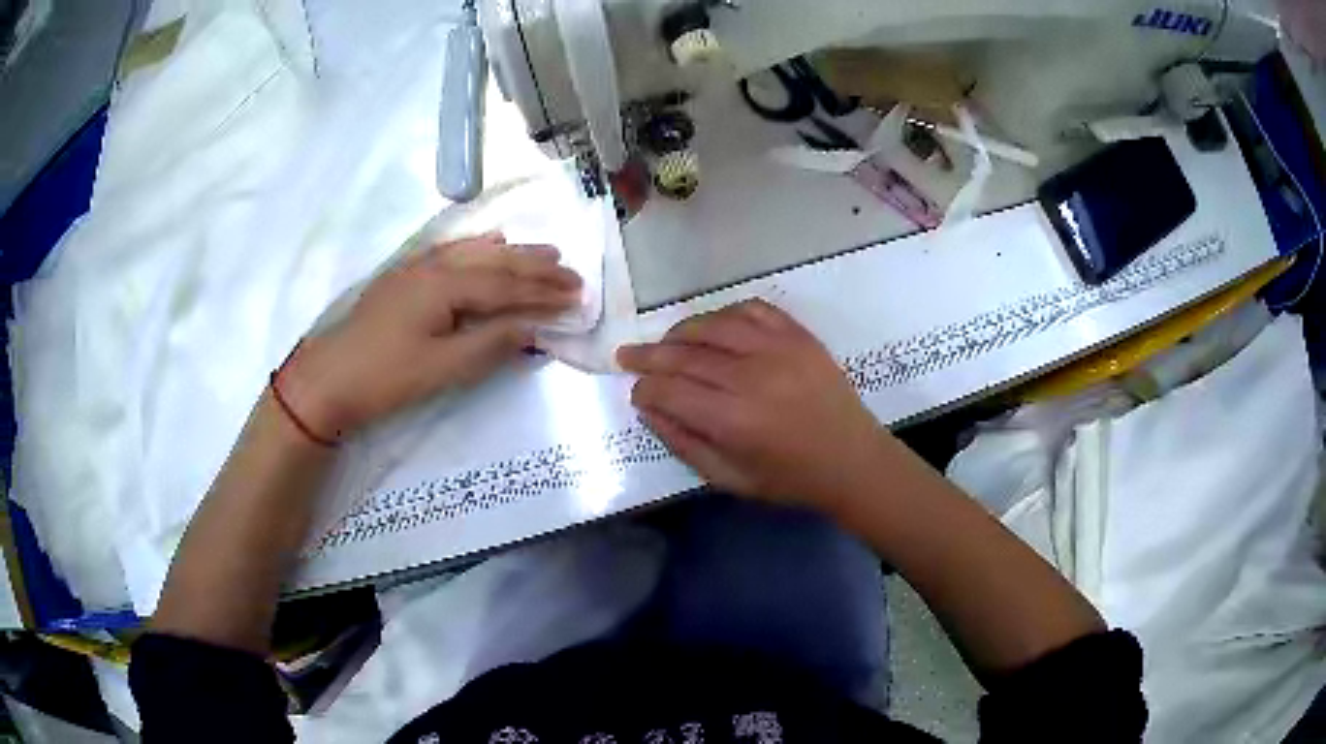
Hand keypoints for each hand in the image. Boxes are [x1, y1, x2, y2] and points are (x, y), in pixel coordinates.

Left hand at [280, 234, 580, 440]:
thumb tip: (531, 327)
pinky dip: (478, 248)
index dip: (543, 293)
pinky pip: (452, 252)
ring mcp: (416, 268)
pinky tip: (488, 244)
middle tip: (572, 273)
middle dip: (536, 268)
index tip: (578, 297)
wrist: (328, 378)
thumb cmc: (386, 377)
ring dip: (512, 253)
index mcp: (445, 286)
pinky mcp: (405, 278)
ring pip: (475, 252)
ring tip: (544, 252)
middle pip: (495, 262)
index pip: (506, 286)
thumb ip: (490, 344)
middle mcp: (435, 266)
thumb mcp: (443, 369)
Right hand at [618, 299, 890, 509]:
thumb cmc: (789, 479)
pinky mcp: (798, 335)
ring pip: (712, 325)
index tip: (637, 393)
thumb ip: (684, 443)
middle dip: (648, 355)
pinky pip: (751, 309)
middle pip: (683, 354)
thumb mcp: (729, 478)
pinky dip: (724, 314)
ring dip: (681, 331)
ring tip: (667, 343)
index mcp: (732, 420)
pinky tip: (714, 327)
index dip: (644, 389)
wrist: (852, 460)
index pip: (668, 391)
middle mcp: (750, 377)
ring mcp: (777, 349)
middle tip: (627, 355)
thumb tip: (648, 409)